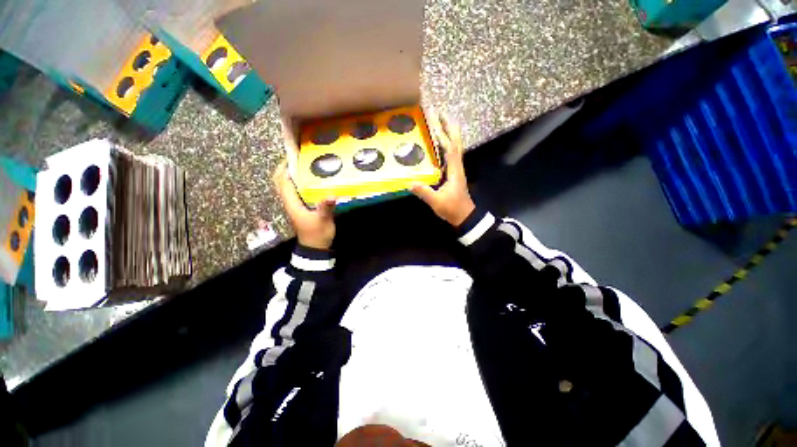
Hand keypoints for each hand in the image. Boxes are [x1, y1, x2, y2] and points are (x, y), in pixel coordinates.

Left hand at [273, 161, 335, 249]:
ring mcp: (295, 205)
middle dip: (288, 169)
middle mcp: (291, 202)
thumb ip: (325, 208)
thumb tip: (331, 195)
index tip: (294, 156)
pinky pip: (298, 191)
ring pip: (290, 186)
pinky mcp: (302, 208)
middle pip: (283, 182)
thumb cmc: (317, 234)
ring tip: (308, 165)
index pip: (282, 181)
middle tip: (302, 159)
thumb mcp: (323, 221)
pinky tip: (314, 181)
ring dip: (295, 175)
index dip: (285, 167)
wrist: (315, 248)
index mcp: (292, 203)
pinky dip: (301, 183)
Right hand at [411, 113, 475, 225]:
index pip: (451, 149)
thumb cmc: (452, 209)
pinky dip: (446, 147)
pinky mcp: (453, 175)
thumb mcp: (437, 202)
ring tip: (440, 124)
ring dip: (449, 135)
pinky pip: (450, 156)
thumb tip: (409, 183)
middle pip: (456, 144)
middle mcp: (457, 167)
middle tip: (441, 115)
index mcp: (454, 171)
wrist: (464, 217)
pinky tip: (439, 145)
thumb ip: (424, 192)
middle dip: (450, 128)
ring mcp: (456, 170)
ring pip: (454, 148)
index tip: (438, 121)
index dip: (445, 135)